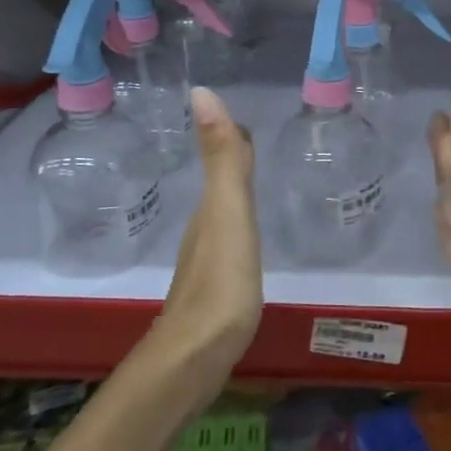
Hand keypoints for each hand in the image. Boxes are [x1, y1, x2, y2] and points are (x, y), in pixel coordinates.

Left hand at [146, 87, 261, 399]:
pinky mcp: (215, 288)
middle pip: (221, 183)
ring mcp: (207, 260)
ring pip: (222, 211)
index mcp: (209, 208)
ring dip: (235, 189)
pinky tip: (247, 233)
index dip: (232, 134)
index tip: (247, 112)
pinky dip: (238, 223)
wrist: (194, 358)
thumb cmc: (219, 281)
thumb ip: (221, 158)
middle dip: (234, 157)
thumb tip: (201, 92)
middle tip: (256, 136)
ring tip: (255, 175)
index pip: (222, 158)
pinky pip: (229, 239)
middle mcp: (204, 228)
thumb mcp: (227, 214)